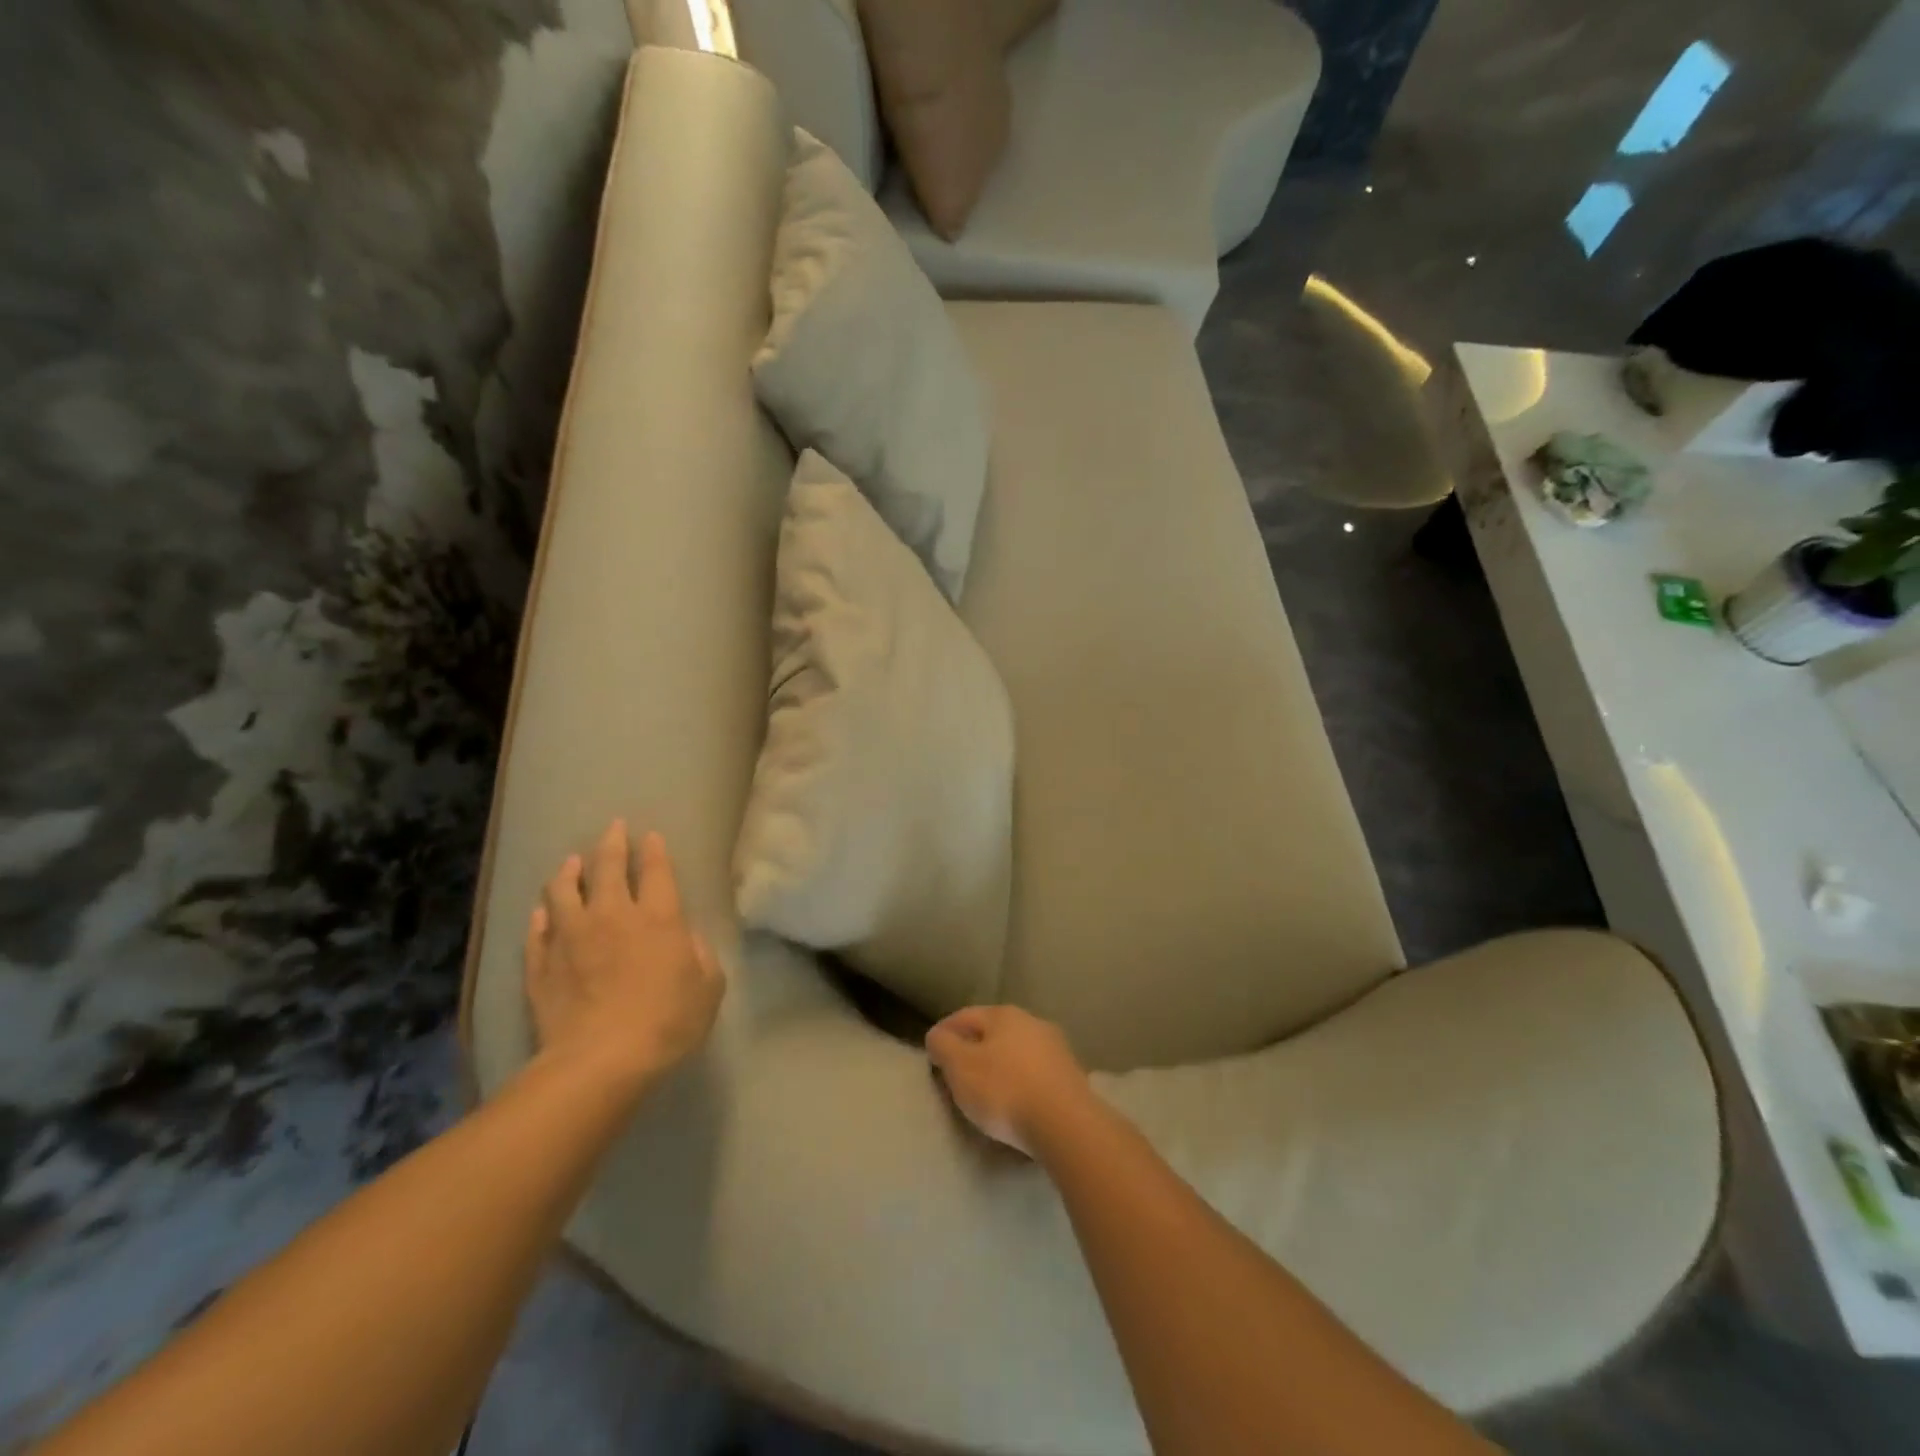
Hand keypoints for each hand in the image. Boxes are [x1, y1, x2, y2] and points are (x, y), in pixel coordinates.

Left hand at [525, 820, 724, 1093]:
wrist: (600, 1061)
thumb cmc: (667, 1022)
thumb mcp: (708, 988)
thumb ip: (701, 955)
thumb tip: (687, 938)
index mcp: (658, 918)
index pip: (656, 871)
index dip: (654, 851)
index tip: (651, 836)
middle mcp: (612, 916)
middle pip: (607, 869)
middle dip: (611, 844)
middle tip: (613, 828)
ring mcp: (571, 939)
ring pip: (564, 892)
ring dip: (569, 872)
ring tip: (571, 862)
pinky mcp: (542, 966)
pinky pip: (538, 932)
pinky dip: (541, 917)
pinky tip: (542, 911)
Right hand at [925, 1005, 1096, 1156]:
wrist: (1066, 1124)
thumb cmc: (1005, 1090)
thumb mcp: (960, 1067)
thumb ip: (943, 1046)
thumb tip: (937, 1035)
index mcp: (1003, 1014)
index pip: (964, 1016)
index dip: (944, 1033)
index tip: (931, 1054)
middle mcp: (1032, 1022)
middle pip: (992, 1032)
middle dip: (972, 1049)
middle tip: (955, 1074)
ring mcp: (1055, 1048)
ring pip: (1015, 1052)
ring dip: (998, 1066)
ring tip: (984, 1091)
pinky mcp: (1070, 1076)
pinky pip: (1034, 1074)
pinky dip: (1019, 1082)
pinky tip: (1015, 1102)